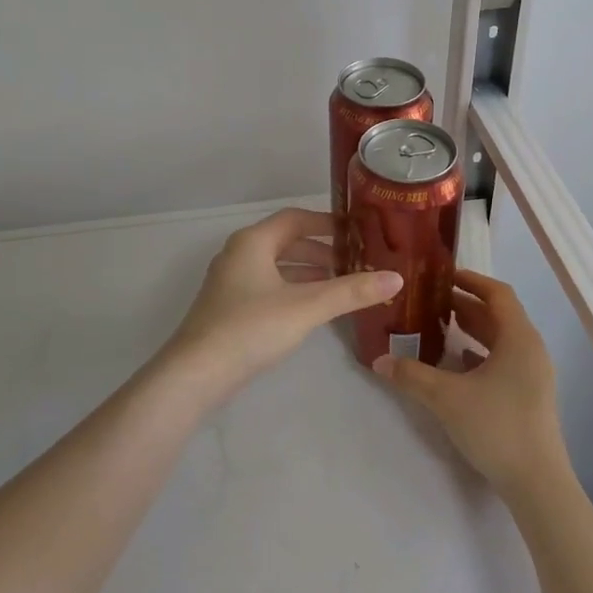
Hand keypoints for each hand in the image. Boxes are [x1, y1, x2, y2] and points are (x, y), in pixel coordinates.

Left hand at [160, 208, 401, 402]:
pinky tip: (310, 309)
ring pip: (276, 266)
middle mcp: (239, 254)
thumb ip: (351, 291)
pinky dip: (292, 289)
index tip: (356, 233)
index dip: (327, 223)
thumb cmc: (251, 328)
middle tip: (354, 262)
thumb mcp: (307, 307)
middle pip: (285, 241)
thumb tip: (397, 277)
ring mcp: (230, 282)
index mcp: (253, 241)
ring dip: (307, 271)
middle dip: (320, 250)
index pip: (295, 218)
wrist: (196, 373)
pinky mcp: (227, 307)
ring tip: (340, 285)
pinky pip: (267, 286)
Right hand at [371, 269, 571, 501]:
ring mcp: (533, 374)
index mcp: (519, 338)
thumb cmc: (496, 427)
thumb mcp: (447, 398)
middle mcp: (531, 349)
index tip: (442, 275)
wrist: (537, 484)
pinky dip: (480, 353)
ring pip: (501, 339)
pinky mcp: (529, 395)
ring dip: (472, 330)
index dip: (471, 280)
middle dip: (465, 305)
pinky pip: (503, 360)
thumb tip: (378, 360)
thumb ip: (411, 375)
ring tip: (438, 326)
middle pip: (498, 315)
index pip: (497, 293)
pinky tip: (456, 363)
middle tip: (431, 300)